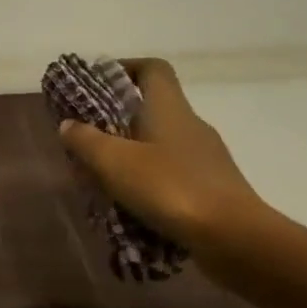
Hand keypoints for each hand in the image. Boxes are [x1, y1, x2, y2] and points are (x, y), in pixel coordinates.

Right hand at [57, 58, 269, 252]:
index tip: (96, 83)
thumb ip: (86, 140)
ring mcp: (205, 158)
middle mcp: (190, 126)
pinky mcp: (211, 188)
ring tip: (100, 176)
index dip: (125, 67)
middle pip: (151, 108)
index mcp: (170, 108)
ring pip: (158, 144)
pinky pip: (171, 174)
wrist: (237, 240)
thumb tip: (69, 124)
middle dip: (115, 119)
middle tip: (86, 137)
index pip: (152, 68)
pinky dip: (147, 181)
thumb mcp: (115, 162)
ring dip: (129, 155)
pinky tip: (129, 204)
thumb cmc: (171, 188)